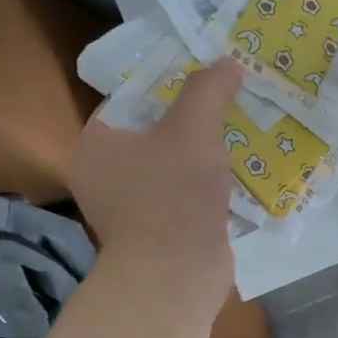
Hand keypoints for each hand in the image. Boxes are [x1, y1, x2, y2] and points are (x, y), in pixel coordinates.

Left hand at [70, 57, 242, 271]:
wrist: (176, 275)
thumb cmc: (174, 195)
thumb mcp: (194, 130)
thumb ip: (208, 91)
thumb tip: (227, 62)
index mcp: (97, 144)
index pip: (130, 99)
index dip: (168, 84)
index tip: (204, 78)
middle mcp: (103, 174)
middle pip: (153, 132)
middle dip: (192, 120)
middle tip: (228, 103)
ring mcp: (127, 208)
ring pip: (170, 165)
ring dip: (202, 154)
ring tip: (240, 134)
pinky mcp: (153, 232)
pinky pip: (180, 195)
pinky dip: (204, 185)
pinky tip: (236, 175)